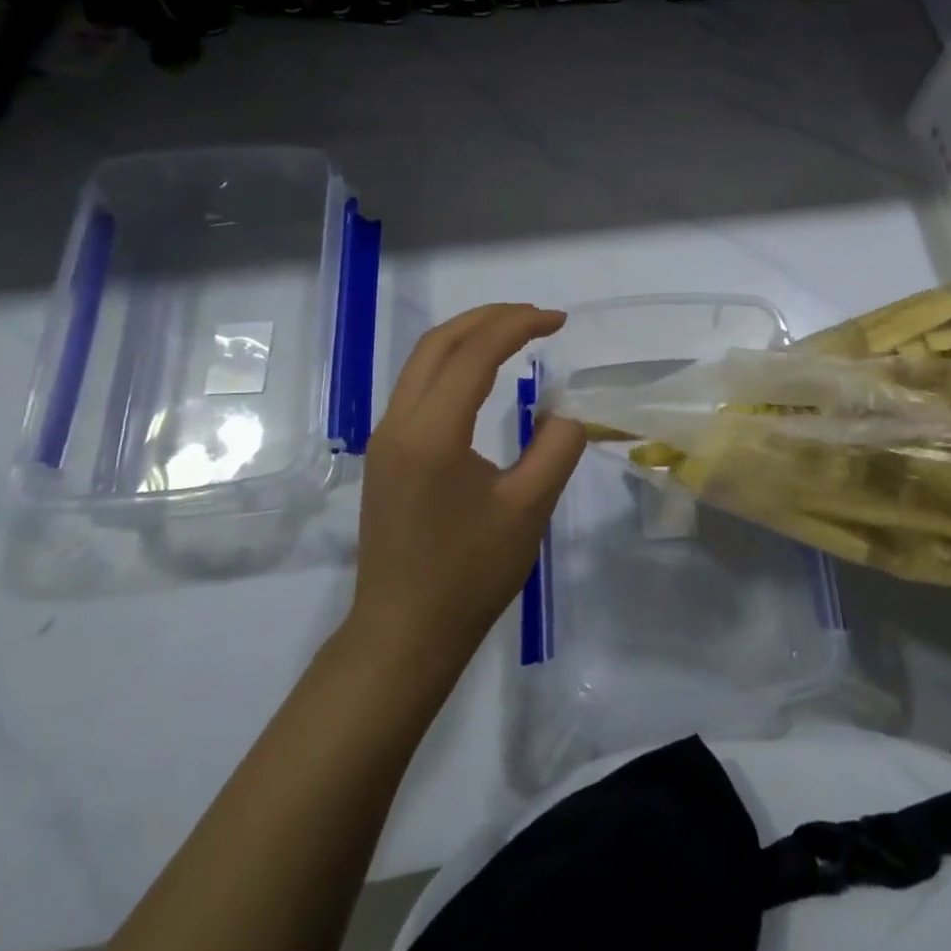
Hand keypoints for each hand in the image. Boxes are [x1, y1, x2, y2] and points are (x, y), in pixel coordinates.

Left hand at [345, 304, 585, 674]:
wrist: (403, 633)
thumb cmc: (469, 575)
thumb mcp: (528, 511)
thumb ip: (556, 449)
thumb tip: (565, 413)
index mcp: (432, 433)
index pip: (474, 354)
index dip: (519, 326)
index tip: (559, 320)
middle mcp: (398, 423)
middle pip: (438, 343)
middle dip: (489, 318)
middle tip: (538, 317)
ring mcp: (385, 438)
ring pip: (422, 361)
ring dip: (468, 337)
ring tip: (515, 335)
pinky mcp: (385, 455)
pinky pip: (417, 387)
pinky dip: (453, 364)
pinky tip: (482, 377)